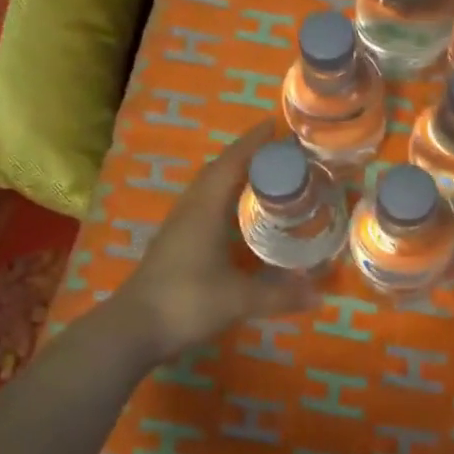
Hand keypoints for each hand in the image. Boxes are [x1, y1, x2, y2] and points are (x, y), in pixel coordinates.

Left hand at [111, 122, 319, 360]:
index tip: (274, 125)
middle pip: (218, 171)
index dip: (252, 143)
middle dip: (246, 156)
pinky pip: (202, 207)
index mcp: (205, 209)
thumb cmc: (186, 302)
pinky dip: (223, 199)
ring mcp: (177, 227)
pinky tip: (235, 214)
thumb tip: (319, 295)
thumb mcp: (239, 299)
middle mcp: (190, 210)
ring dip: (232, 176)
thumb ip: (280, 295)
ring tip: (262, 176)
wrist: (133, 329)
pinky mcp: (173, 244)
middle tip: (278, 152)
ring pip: (207, 189)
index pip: (231, 164)